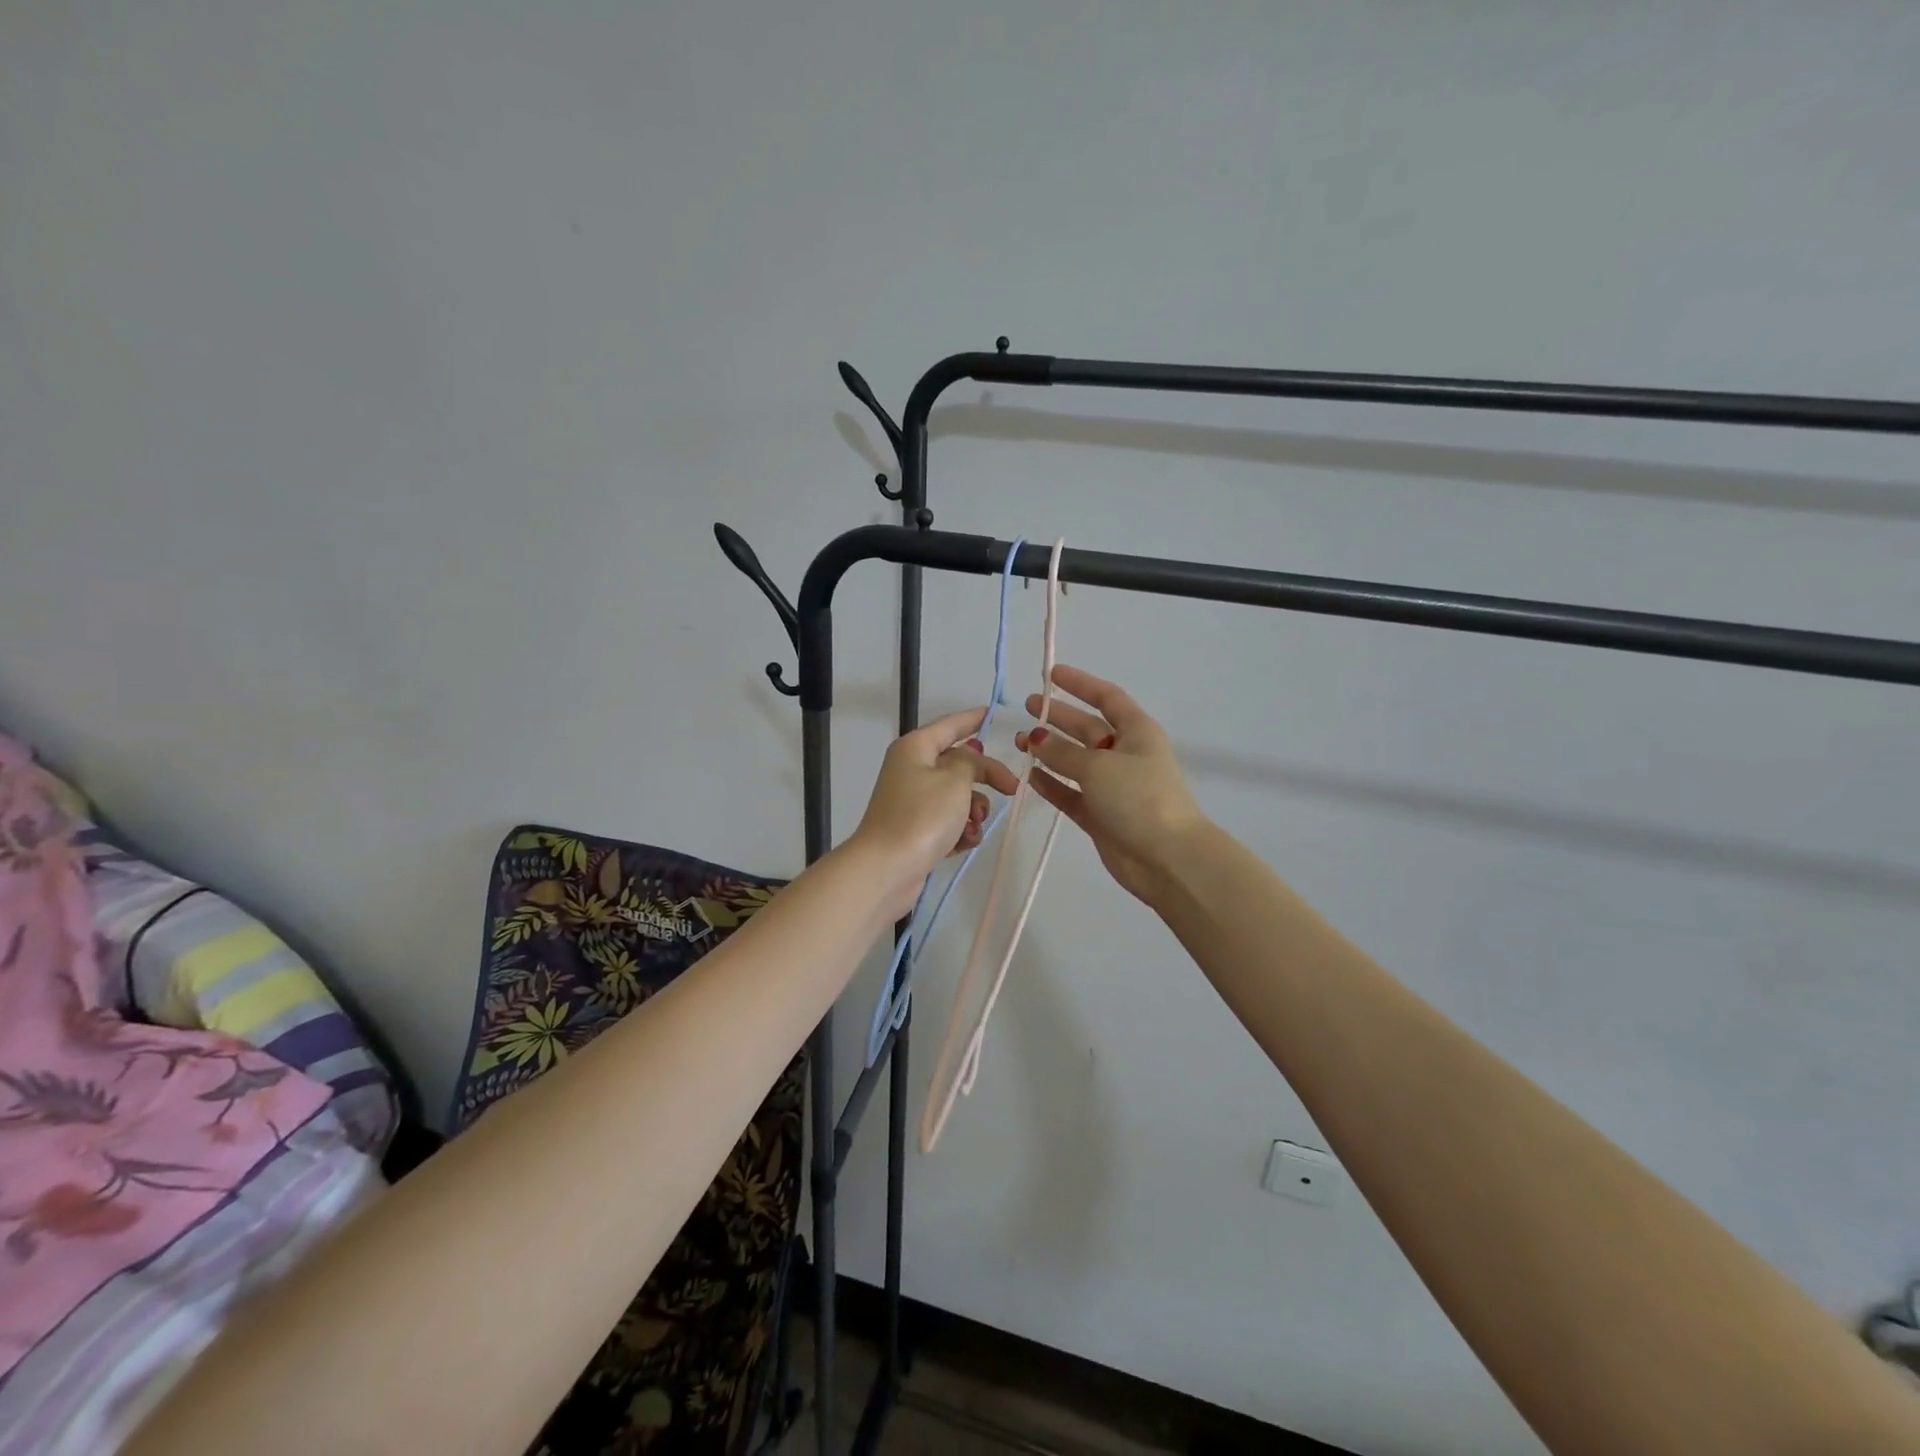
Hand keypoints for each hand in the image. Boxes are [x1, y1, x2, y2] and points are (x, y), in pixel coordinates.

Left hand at [849, 705, 1020, 920]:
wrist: (887, 869)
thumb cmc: (922, 816)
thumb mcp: (955, 780)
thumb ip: (971, 762)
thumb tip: (970, 756)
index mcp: (915, 748)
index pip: (950, 725)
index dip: (973, 718)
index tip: (994, 713)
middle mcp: (911, 769)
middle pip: (958, 763)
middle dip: (984, 777)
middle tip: (1011, 789)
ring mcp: (912, 802)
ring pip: (956, 796)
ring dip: (973, 810)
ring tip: (973, 826)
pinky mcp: (916, 831)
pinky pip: (948, 822)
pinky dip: (960, 830)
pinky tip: (964, 843)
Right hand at [1015, 665, 1209, 908]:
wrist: (1167, 858)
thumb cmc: (1139, 798)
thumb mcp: (1098, 767)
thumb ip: (1062, 752)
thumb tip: (1035, 737)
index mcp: (1137, 732)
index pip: (1107, 697)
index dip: (1081, 683)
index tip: (1051, 675)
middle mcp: (1125, 754)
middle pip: (1087, 728)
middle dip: (1058, 717)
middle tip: (1028, 707)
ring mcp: (1112, 786)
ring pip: (1075, 761)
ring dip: (1049, 751)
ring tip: (1020, 743)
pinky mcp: (1100, 815)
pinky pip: (1070, 792)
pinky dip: (1051, 784)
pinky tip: (1029, 775)